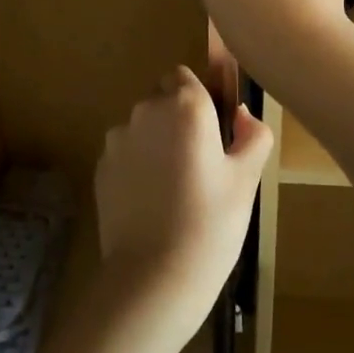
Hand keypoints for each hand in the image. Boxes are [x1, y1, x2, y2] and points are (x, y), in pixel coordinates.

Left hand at [94, 67, 271, 332]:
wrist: (154, 275)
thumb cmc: (211, 223)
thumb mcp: (247, 178)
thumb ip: (253, 135)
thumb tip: (242, 115)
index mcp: (186, 106)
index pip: (186, 77)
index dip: (200, 98)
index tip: (215, 130)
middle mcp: (146, 111)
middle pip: (162, 98)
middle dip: (178, 117)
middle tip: (200, 161)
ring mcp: (118, 139)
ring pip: (142, 126)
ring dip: (156, 140)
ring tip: (174, 185)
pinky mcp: (100, 166)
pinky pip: (125, 152)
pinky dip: (137, 163)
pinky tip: (152, 199)